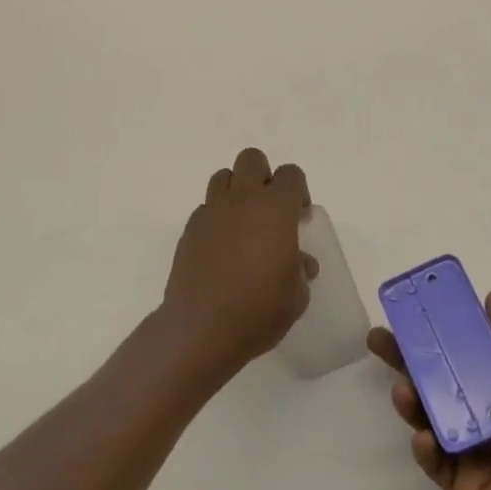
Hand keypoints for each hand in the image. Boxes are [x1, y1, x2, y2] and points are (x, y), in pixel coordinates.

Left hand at [161, 148, 318, 380]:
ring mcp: (212, 212)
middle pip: (252, 160)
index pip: (291, 174)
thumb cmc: (258, 311)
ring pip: (223, 177)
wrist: (201, 329)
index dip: (299, 191)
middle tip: (270, 211)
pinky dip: (216, 217)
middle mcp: (243, 200)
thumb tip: (300, 262)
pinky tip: (221, 247)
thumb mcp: (296, 296)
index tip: (300, 218)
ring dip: (236, 191)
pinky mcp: (189, 229)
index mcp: (276, 209)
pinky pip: (205, 208)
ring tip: (243, 223)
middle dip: (264, 177)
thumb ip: (300, 270)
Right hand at [368, 291, 490, 489]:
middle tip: (378, 339)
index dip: (443, 327)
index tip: (414, 307)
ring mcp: (474, 449)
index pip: (470, 347)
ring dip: (412, 399)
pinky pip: (434, 460)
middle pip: (441, 376)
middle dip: (409, 357)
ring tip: (401, 391)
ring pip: (432, 415)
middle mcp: (490, 411)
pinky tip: (424, 438)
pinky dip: (424, 446)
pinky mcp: (463, 485)